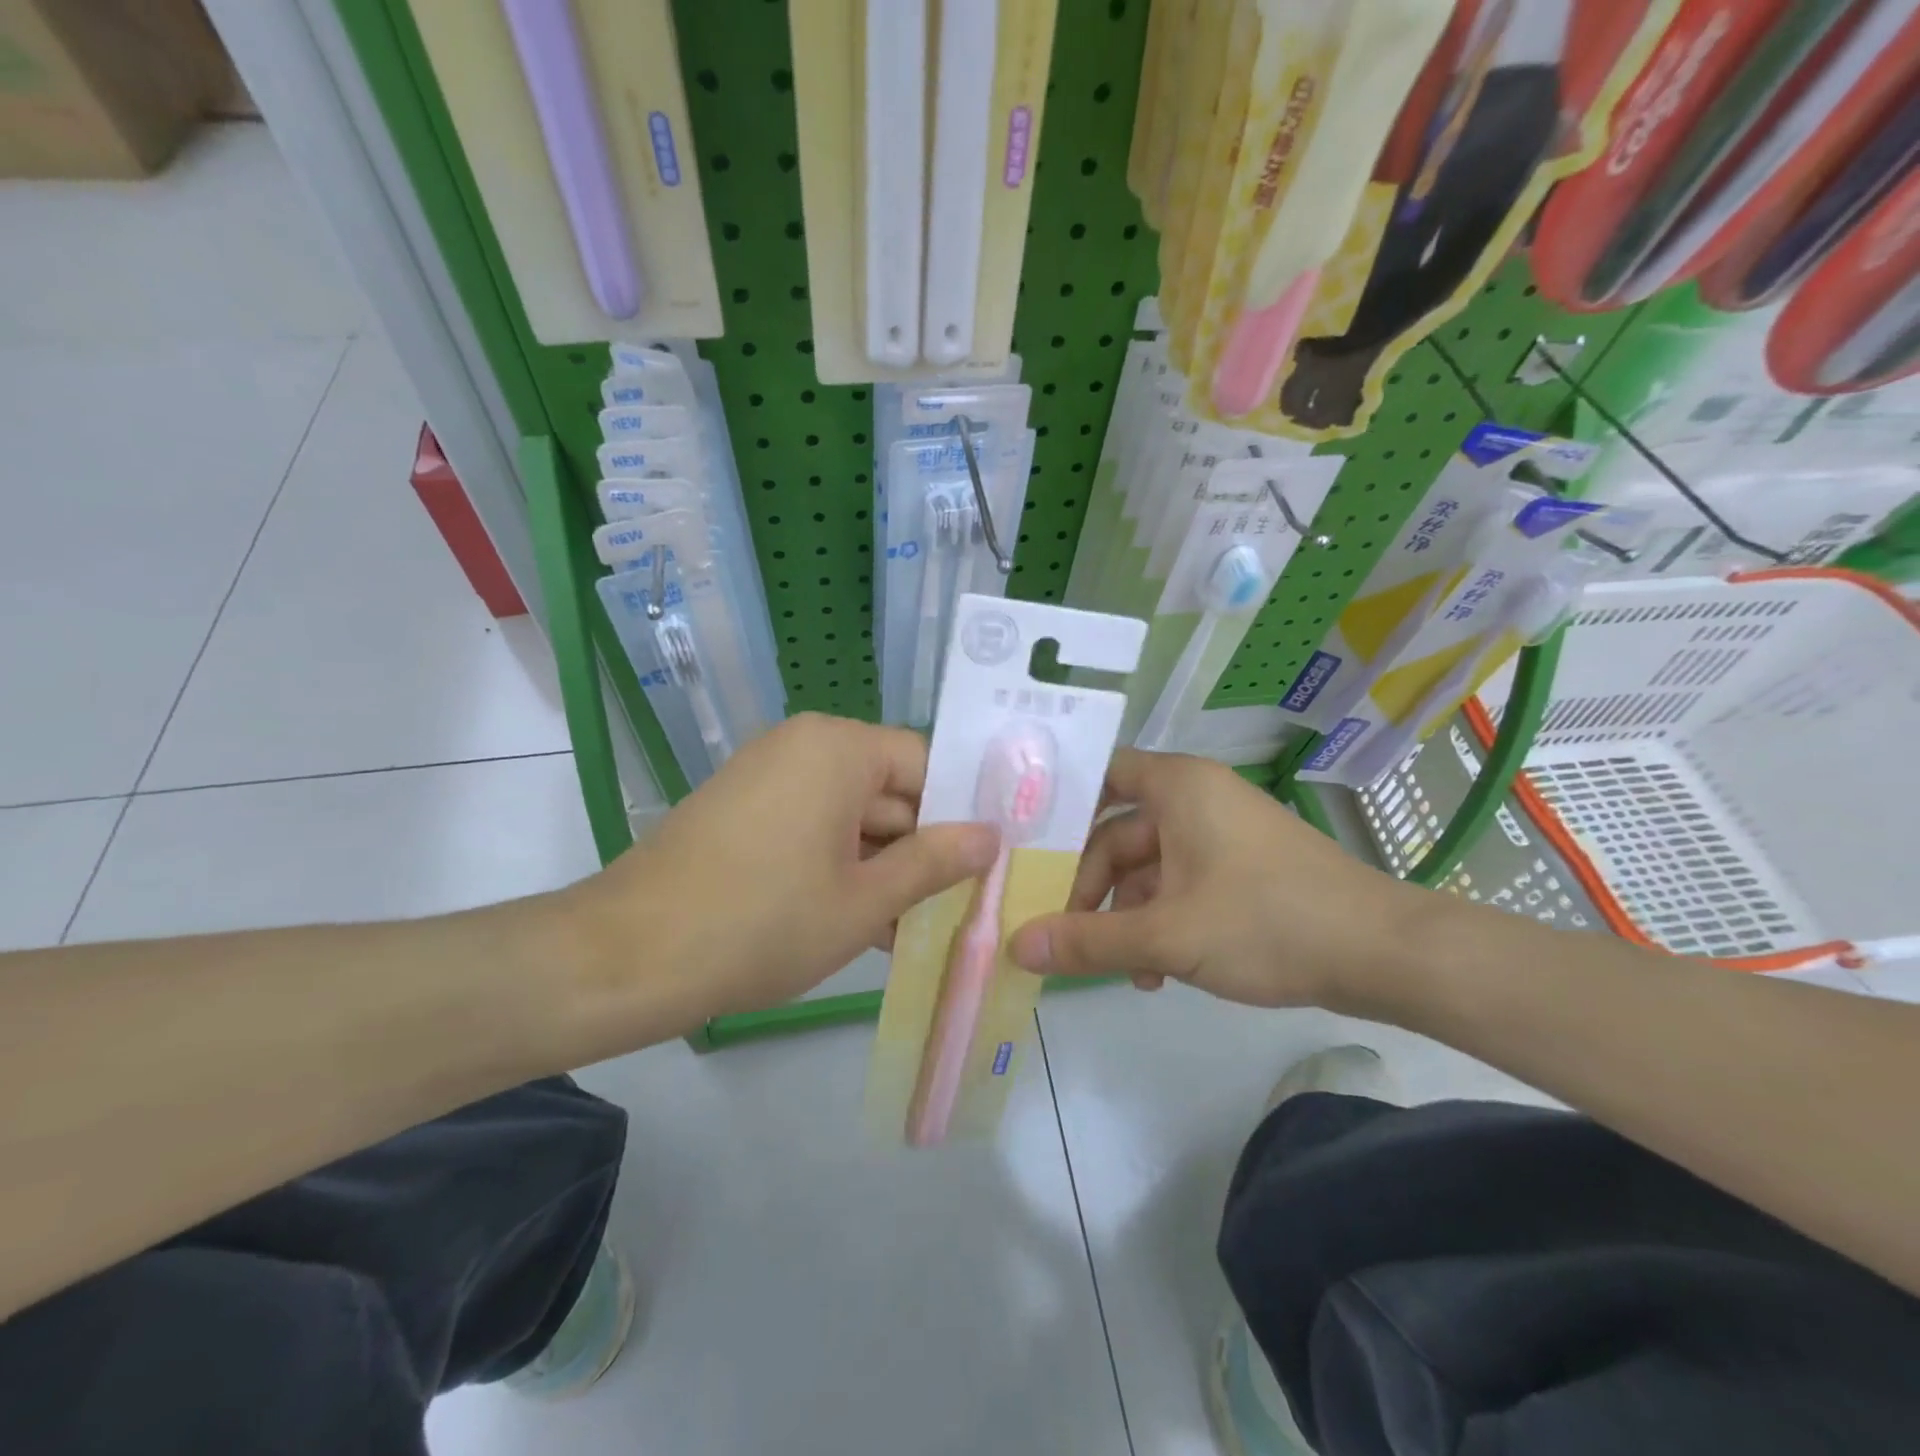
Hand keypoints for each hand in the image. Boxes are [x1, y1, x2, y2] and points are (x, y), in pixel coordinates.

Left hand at [560, 714, 997, 1049]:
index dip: (959, 813)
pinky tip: (864, 923)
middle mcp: (803, 746)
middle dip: (921, 849)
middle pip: (888, 789)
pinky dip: (840, 868)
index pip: (925, 764)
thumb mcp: (864, 900)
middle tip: (961, 905)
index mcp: (838, 748)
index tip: (987, 863)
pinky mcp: (743, 811)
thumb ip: (935, 862)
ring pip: (851, 816)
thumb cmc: (763, 923)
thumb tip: (991, 837)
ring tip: (917, 927)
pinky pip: (812, 828)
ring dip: (882, 868)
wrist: (627, 958)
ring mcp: (767, 777)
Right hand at [1008, 749, 1421, 1012]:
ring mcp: (1222, 834)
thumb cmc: (1267, 921)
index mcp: (1178, 786)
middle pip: (1118, 833)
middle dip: (1093, 888)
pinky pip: (1183, 884)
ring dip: (1127, 916)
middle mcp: (1197, 798)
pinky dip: (1163, 921)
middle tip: (1067, 935)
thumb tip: (1015, 946)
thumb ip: (1087, 941)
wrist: (1385, 954)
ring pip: (1150, 867)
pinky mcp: (1243, 868)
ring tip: (1121, 969)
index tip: (1027, 848)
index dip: (1062, 805)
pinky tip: (1158, 972)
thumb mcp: (1167, 935)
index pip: (1101, 773)